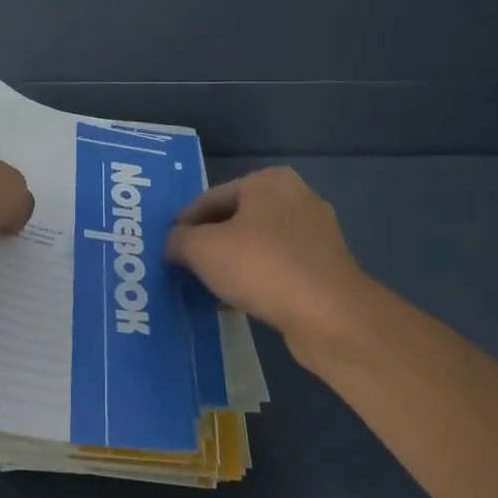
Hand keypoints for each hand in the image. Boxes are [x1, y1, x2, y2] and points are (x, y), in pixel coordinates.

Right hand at [165, 167, 368, 357]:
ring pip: (258, 246)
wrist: (330, 315)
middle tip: (183, 266)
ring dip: (231, 264)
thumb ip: (178, 240)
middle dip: (209, 244)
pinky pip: (278, 268)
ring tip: (205, 287)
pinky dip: (255, 280)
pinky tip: (235, 302)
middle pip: (236, 219)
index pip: (211, 197)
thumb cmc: (261, 266)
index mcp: (268, 181)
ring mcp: (316, 234)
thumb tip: (172, 243)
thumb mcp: (203, 249)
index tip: (167, 247)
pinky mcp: (325, 268)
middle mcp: (296, 198)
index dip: (184, 222)